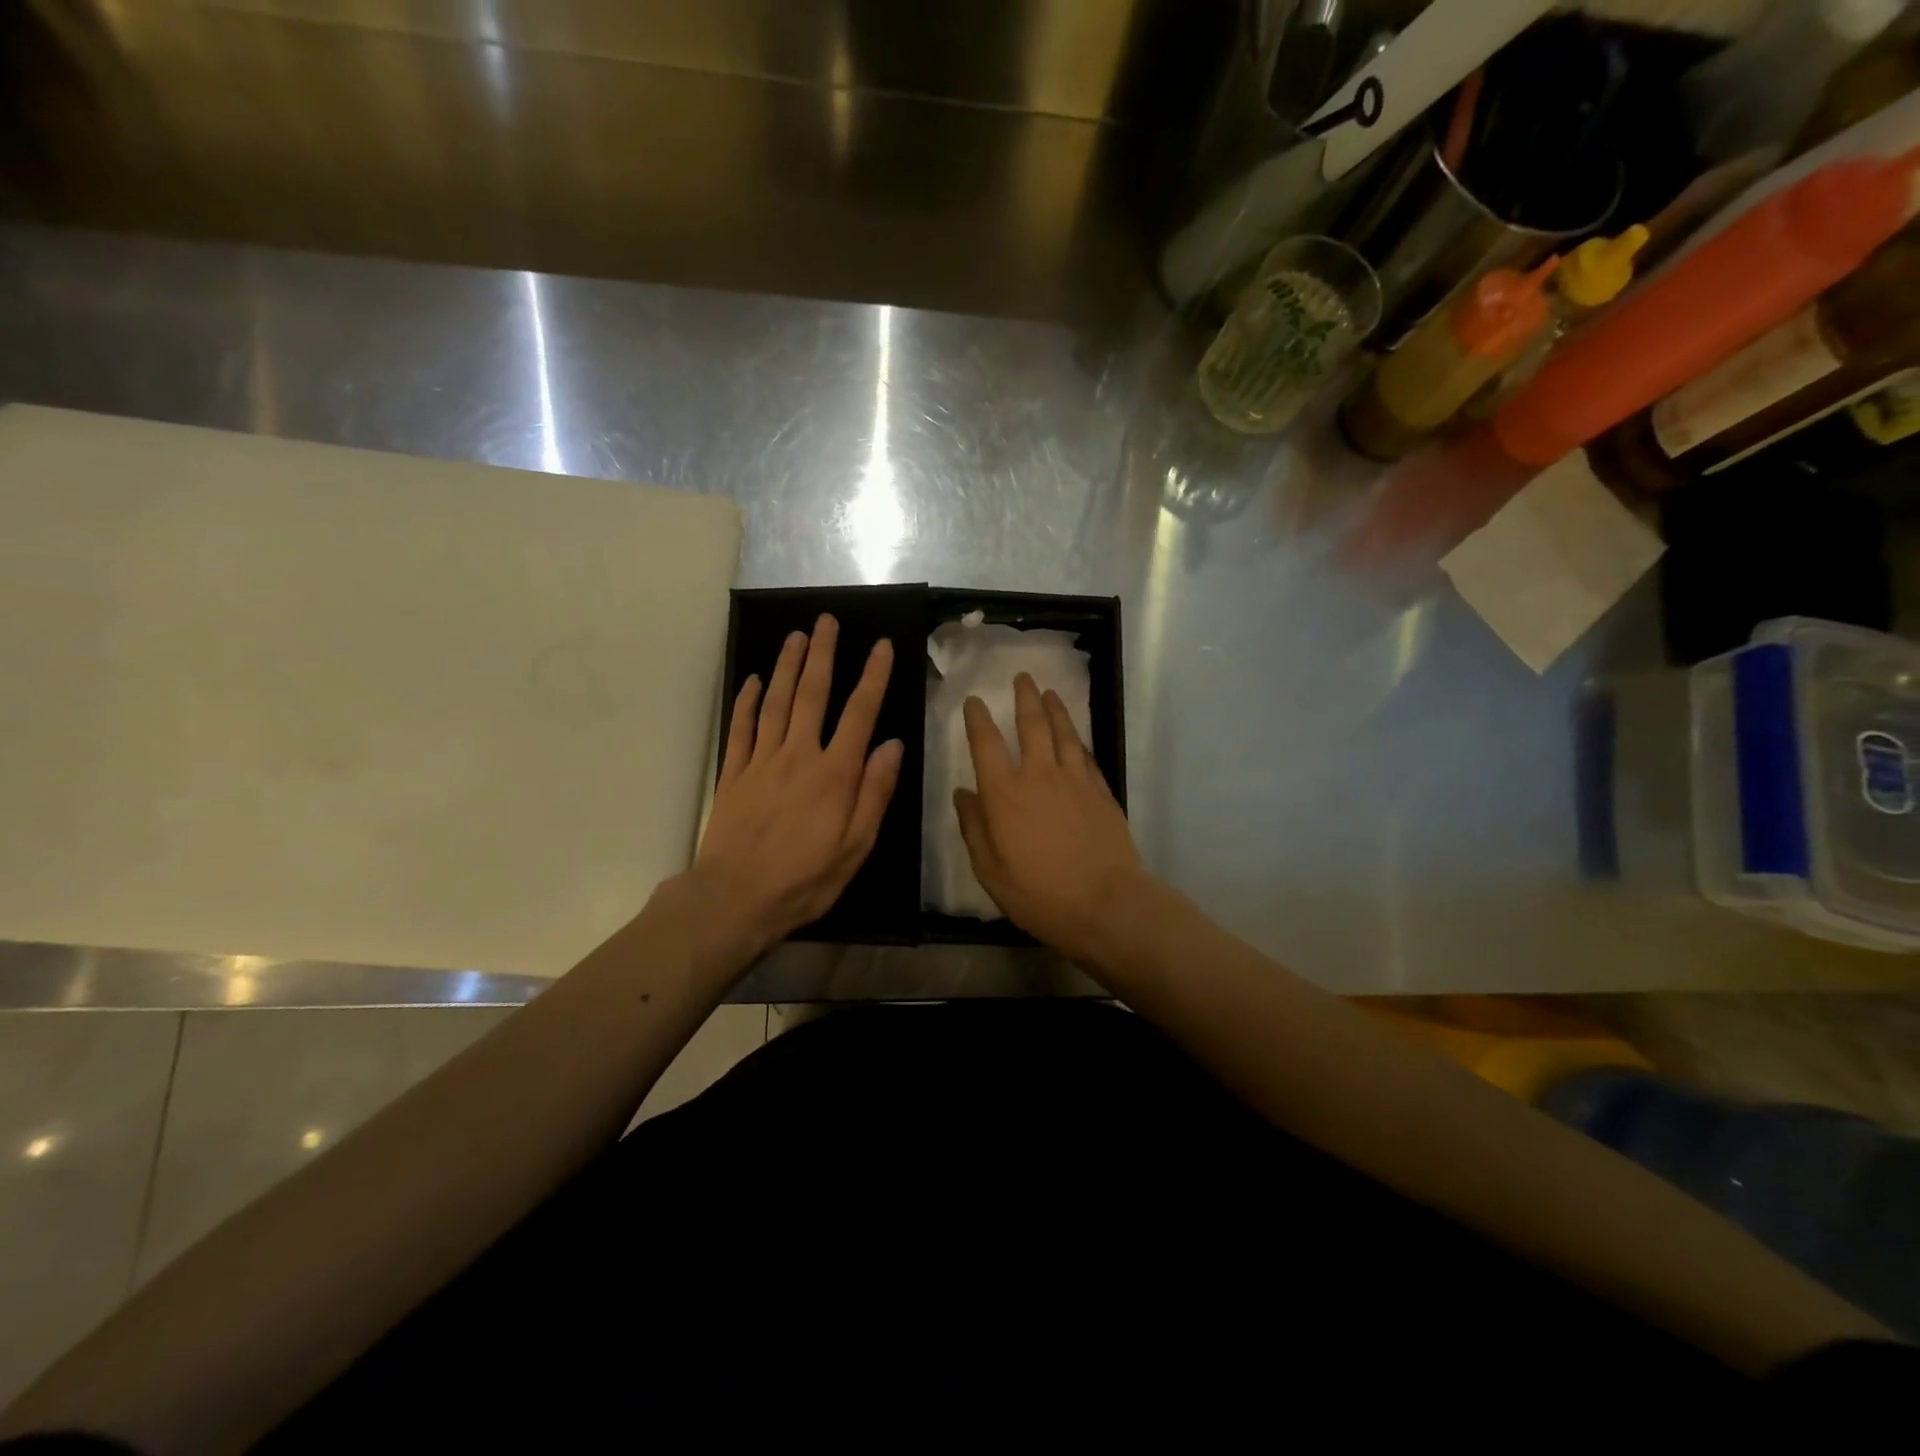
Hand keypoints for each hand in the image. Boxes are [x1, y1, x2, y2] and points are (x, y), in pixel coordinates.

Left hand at [692, 616, 902, 957]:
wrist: (734, 899)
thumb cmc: (804, 879)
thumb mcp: (856, 846)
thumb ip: (875, 793)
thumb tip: (893, 746)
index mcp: (834, 774)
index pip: (859, 714)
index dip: (872, 677)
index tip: (881, 646)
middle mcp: (798, 756)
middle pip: (811, 694)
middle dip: (822, 655)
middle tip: (825, 621)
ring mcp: (761, 761)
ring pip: (774, 702)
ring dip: (786, 666)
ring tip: (795, 636)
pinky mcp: (734, 774)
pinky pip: (741, 728)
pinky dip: (745, 701)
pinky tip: (751, 681)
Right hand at [953, 672, 1146, 966]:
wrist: (1106, 903)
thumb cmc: (1039, 894)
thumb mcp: (990, 870)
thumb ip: (974, 828)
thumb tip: (963, 794)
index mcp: (1005, 795)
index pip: (986, 744)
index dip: (978, 719)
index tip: (975, 701)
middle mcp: (1039, 776)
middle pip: (1031, 725)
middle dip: (1024, 698)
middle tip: (1022, 678)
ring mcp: (1075, 780)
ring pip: (1064, 733)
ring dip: (1055, 709)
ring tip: (1050, 692)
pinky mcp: (1101, 791)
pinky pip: (1086, 755)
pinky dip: (1077, 739)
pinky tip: (1075, 736)